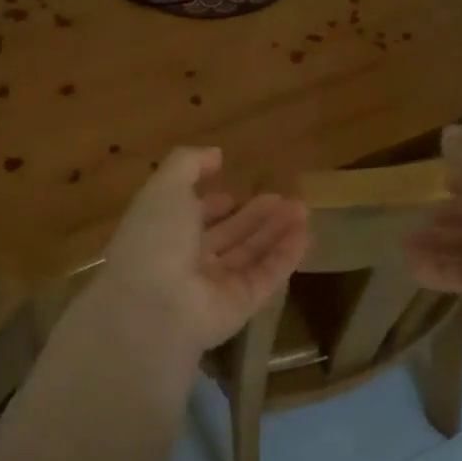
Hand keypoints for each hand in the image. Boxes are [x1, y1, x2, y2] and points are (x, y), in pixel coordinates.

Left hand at [90, 147, 309, 353]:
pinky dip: (286, 256)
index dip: (212, 205)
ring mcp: (214, 287)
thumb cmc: (156, 238)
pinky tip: (306, 234)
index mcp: (163, 234)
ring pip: (250, 255)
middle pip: (227, 237)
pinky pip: (266, 277)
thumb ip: (188, 164)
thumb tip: (215, 154)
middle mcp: (187, 261)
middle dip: (253, 217)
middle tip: (283, 198)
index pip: (191, 218)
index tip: (233, 192)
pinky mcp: (240, 306)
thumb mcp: (165, 187)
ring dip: (276, 232)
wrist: (155, 304)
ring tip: (303, 209)